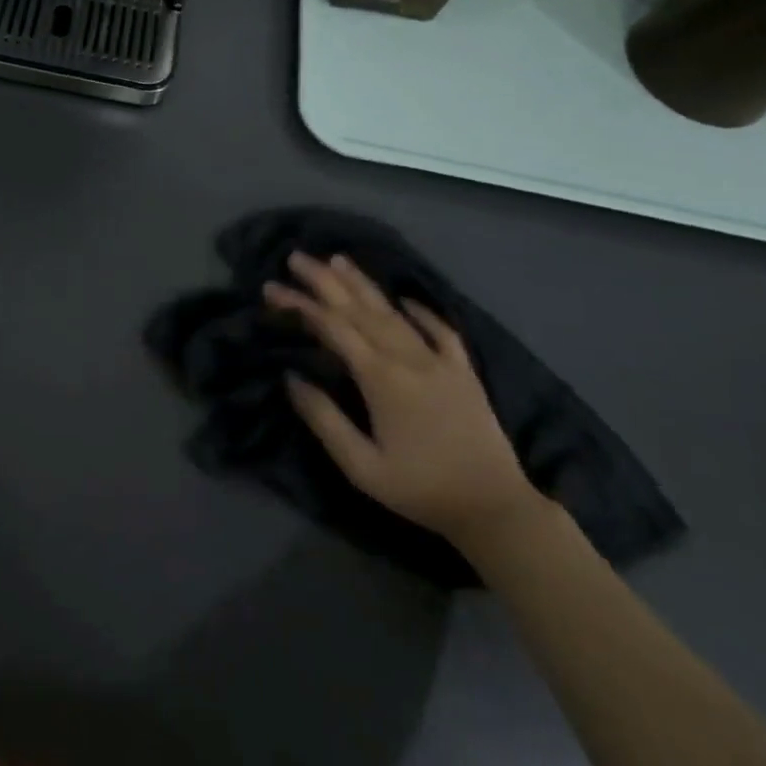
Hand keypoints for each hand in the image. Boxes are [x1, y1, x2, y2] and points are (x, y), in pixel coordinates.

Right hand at [263, 251, 543, 549]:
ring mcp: (440, 360)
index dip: (300, 304)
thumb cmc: (420, 489)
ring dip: (363, 284)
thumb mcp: (361, 466)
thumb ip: (324, 419)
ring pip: (394, 312)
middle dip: (324, 281)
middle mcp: (409, 358)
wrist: (494, 508)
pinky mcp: (463, 371)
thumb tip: (291, 377)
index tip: (271, 289)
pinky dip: (421, 311)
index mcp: (381, 378)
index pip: (332, 327)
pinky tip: (405, 298)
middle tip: (296, 258)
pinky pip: (440, 330)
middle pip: (360, 309)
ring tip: (338, 259)